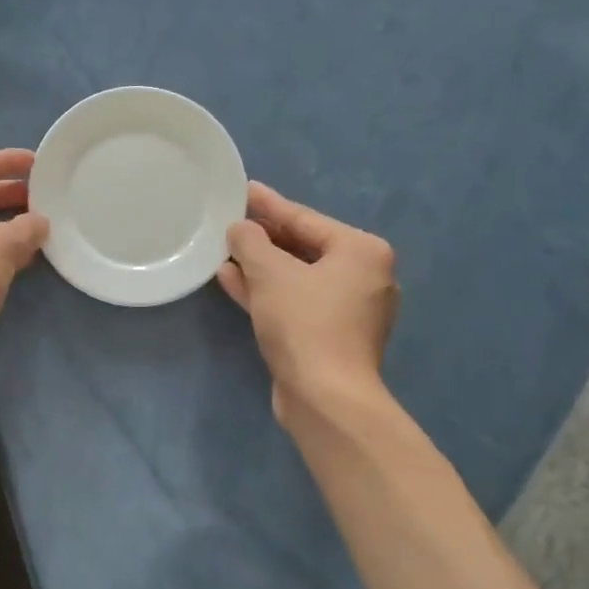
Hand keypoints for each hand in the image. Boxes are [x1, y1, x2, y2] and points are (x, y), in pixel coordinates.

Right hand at [217, 182, 399, 423]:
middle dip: (264, 238)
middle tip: (231, 222)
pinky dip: (268, 293)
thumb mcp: (270, 273)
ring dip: (260, 267)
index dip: (269, 206)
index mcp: (362, 251)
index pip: (306, 219)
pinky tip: (233, 281)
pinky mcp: (332, 337)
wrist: (326, 397)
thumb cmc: (304, 323)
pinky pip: (296, 303)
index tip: (244, 191)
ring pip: (297, 278)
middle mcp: (364, 277)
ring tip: (224, 252)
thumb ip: (251, 242)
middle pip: (304, 247)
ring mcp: (350, 311)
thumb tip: (240, 228)